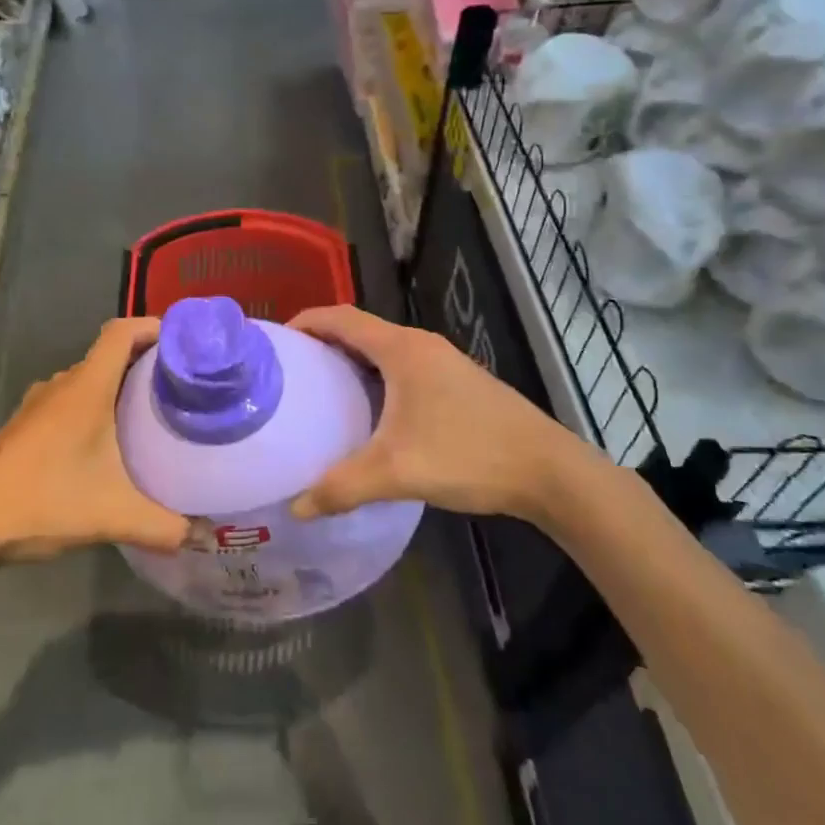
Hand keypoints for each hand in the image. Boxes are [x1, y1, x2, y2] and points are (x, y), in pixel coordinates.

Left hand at [0, 318, 189, 560]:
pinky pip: (71, 401)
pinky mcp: (27, 425)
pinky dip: (96, 407)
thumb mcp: (113, 516)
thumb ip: (164, 526)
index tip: (185, 341)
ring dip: (119, 387)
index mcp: (87, 387)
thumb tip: (206, 536)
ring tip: (153, 412)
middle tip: (182, 385)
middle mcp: (63, 384)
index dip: (153, 326)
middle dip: (146, 362)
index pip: (122, 332)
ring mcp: (40, 404)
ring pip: (89, 380)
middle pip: (110, 354)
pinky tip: (109, 444)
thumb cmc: (42, 501)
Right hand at [287, 306, 593, 521]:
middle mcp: (421, 344)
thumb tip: (296, 508)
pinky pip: (404, 366)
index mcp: (401, 349)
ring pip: (385, 349)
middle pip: (361, 329)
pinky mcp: (458, 381)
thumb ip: (341, 487)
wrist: (547, 470)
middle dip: (324, 342)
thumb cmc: (467, 455)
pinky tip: (372, 412)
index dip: (307, 321)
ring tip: (323, 390)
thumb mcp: (397, 472)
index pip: (342, 317)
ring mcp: (443, 361)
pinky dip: (377, 376)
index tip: (277, 341)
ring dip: (353, 360)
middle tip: (292, 371)